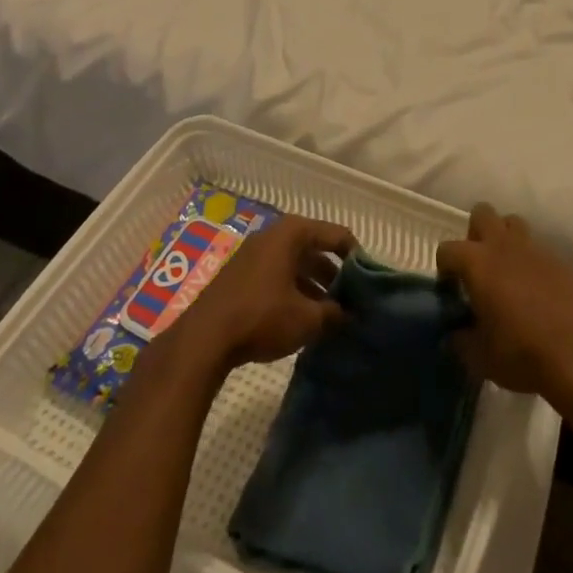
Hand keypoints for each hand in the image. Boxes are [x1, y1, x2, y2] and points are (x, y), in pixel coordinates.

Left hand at [166, 216, 354, 374]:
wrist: (203, 339)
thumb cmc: (262, 317)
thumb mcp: (307, 319)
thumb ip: (335, 313)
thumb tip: (352, 315)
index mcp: (293, 233)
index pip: (337, 235)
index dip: (356, 257)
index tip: (369, 281)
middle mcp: (274, 235)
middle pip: (315, 249)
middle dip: (334, 275)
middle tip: (351, 300)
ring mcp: (254, 253)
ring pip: (295, 264)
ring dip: (314, 286)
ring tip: (330, 314)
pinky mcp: (240, 275)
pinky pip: (277, 275)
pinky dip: (293, 291)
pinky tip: (301, 318)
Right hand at [437, 204, 572, 403]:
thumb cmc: (521, 354)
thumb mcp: (479, 357)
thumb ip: (461, 338)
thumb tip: (456, 332)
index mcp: (477, 262)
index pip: (447, 249)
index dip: (445, 269)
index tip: (452, 291)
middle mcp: (504, 244)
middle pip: (482, 213)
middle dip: (475, 234)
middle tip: (478, 268)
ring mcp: (535, 248)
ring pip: (513, 223)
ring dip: (505, 239)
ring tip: (507, 272)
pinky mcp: (560, 259)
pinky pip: (539, 248)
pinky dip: (532, 261)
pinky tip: (537, 290)